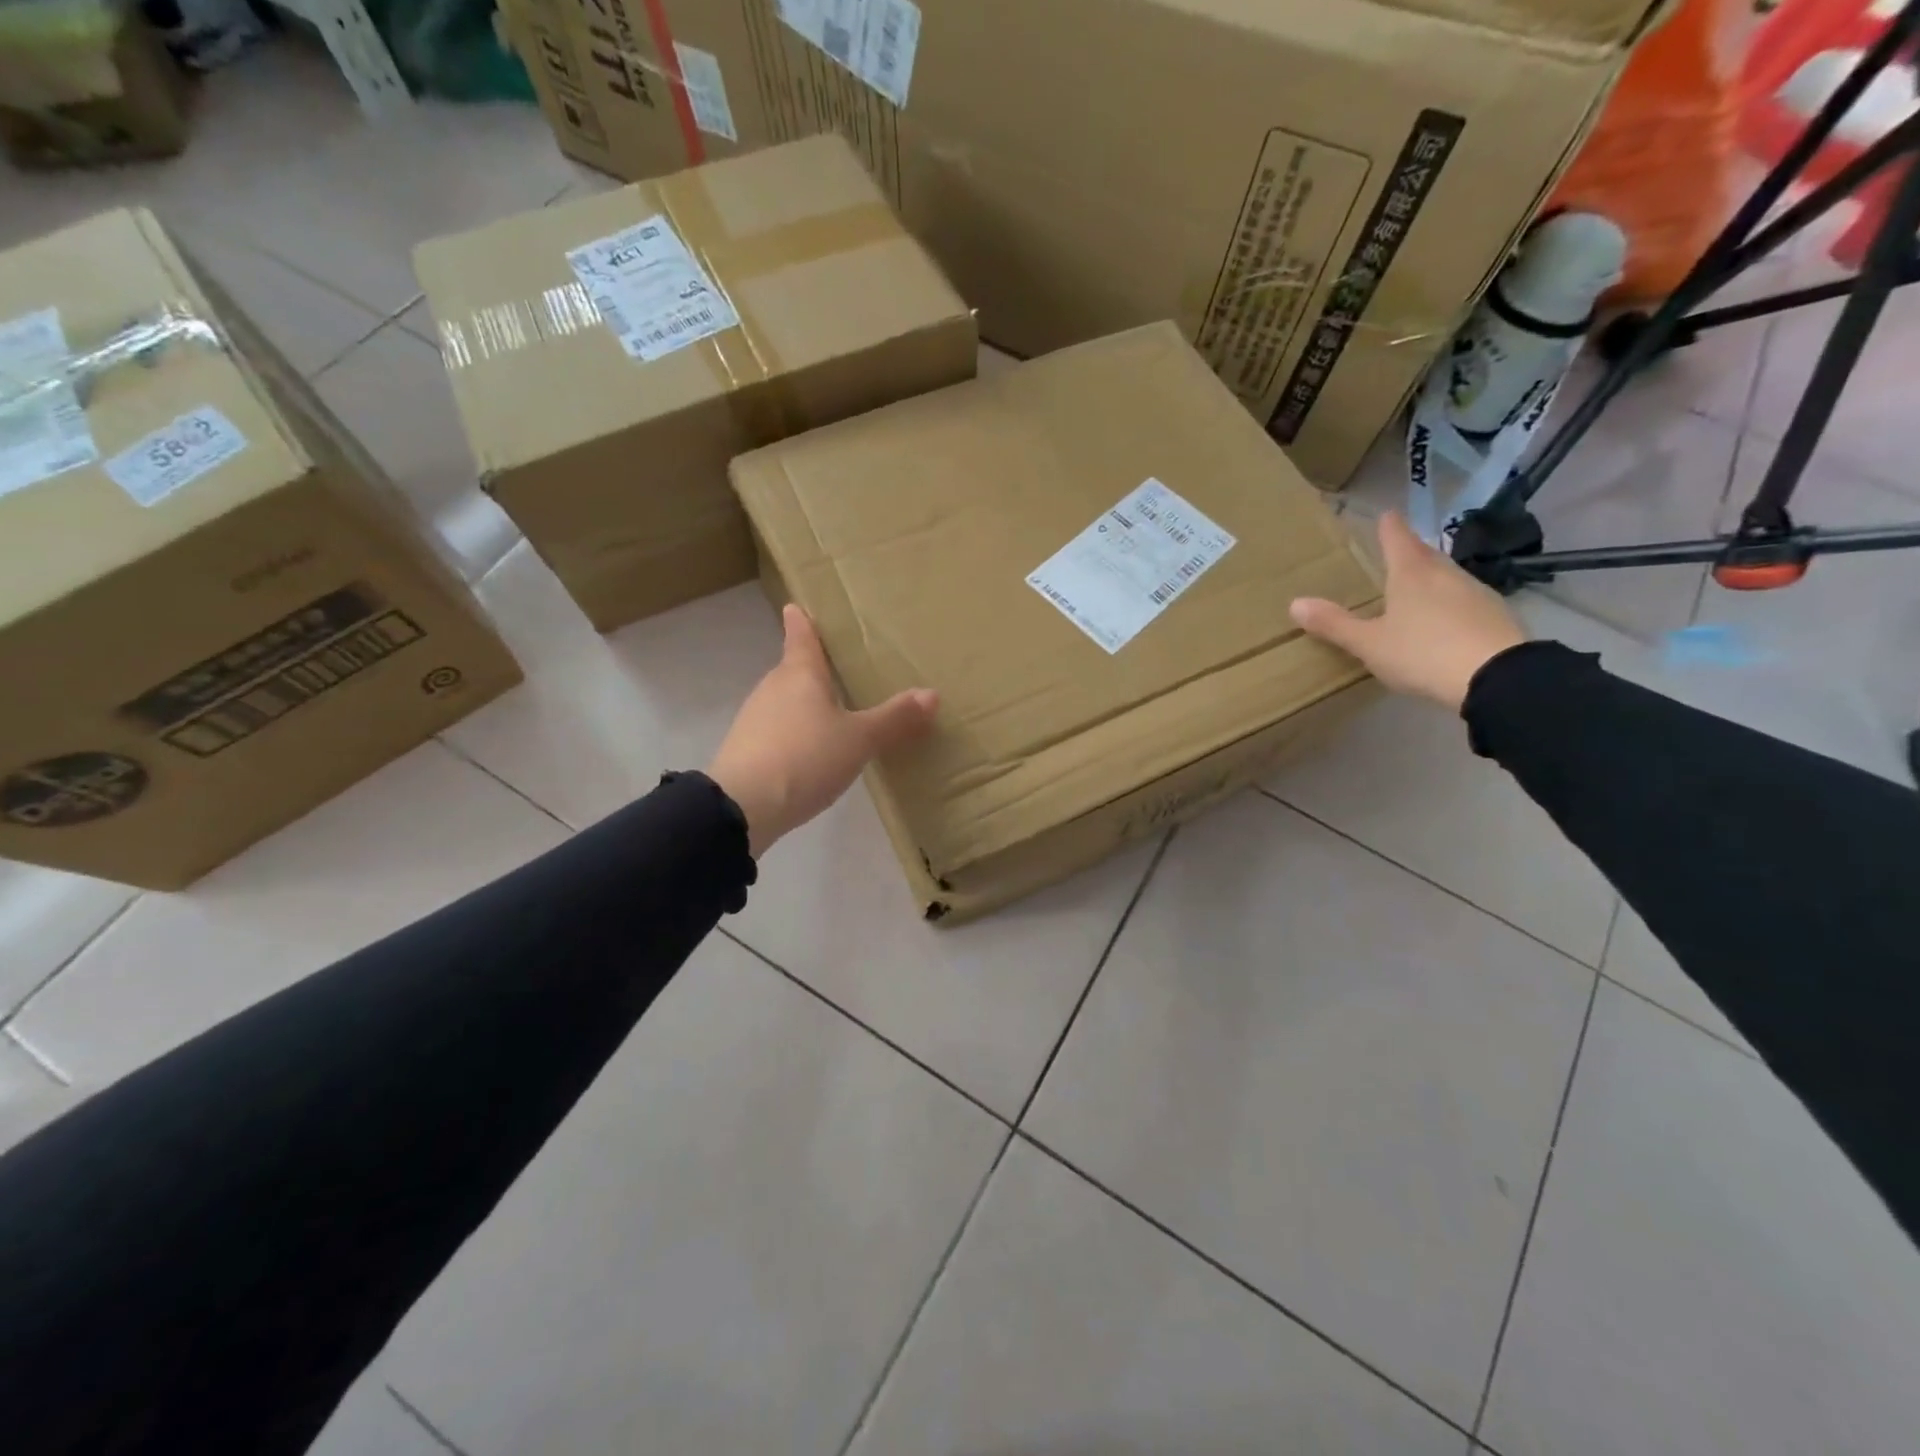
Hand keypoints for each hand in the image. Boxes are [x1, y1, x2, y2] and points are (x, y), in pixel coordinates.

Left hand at [707, 604, 938, 857]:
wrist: (742, 807)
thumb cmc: (805, 757)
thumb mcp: (859, 740)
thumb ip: (894, 719)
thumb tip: (932, 694)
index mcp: (799, 674)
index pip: (801, 636)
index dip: (801, 621)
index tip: (796, 607)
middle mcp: (772, 688)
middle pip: (793, 670)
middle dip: (812, 669)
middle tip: (839, 668)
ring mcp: (754, 720)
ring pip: (785, 702)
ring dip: (804, 705)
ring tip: (833, 712)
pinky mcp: (746, 751)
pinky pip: (777, 731)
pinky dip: (794, 734)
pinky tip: (812, 753)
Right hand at [1289, 510, 1526, 711]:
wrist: (1497, 676)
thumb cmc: (1422, 653)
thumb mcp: (1369, 644)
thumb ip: (1334, 624)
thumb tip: (1295, 603)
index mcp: (1411, 574)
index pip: (1397, 538)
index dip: (1389, 526)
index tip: (1386, 513)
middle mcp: (1444, 574)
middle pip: (1424, 554)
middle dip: (1410, 550)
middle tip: (1396, 551)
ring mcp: (1475, 592)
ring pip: (1446, 575)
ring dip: (1431, 577)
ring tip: (1416, 587)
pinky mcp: (1495, 614)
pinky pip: (1464, 599)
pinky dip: (1449, 602)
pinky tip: (1444, 619)